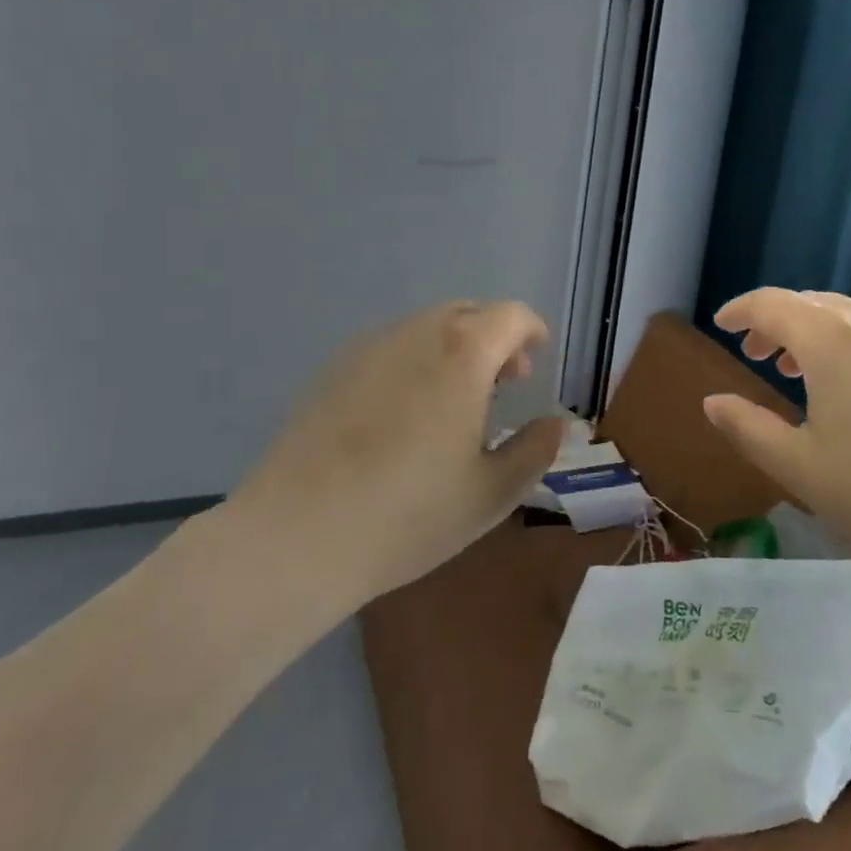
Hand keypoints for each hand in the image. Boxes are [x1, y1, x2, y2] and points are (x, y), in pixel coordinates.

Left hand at [226, 300, 564, 603]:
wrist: (295, 536)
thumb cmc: (409, 514)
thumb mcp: (492, 493)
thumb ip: (535, 451)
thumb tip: (555, 424)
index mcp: (463, 352)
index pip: (510, 315)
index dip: (531, 331)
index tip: (536, 359)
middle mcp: (416, 333)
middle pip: (467, 314)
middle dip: (494, 339)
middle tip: (503, 384)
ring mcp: (368, 348)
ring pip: (426, 329)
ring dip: (454, 350)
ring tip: (455, 402)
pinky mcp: (332, 370)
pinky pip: (390, 349)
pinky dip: (414, 362)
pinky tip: (404, 415)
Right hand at [701, 288, 850, 580]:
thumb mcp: (797, 466)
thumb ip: (746, 427)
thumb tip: (712, 402)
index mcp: (831, 340)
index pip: (772, 304)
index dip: (740, 310)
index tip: (721, 324)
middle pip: (811, 303)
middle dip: (776, 321)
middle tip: (755, 353)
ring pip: (849, 316)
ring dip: (814, 332)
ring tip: (798, 370)